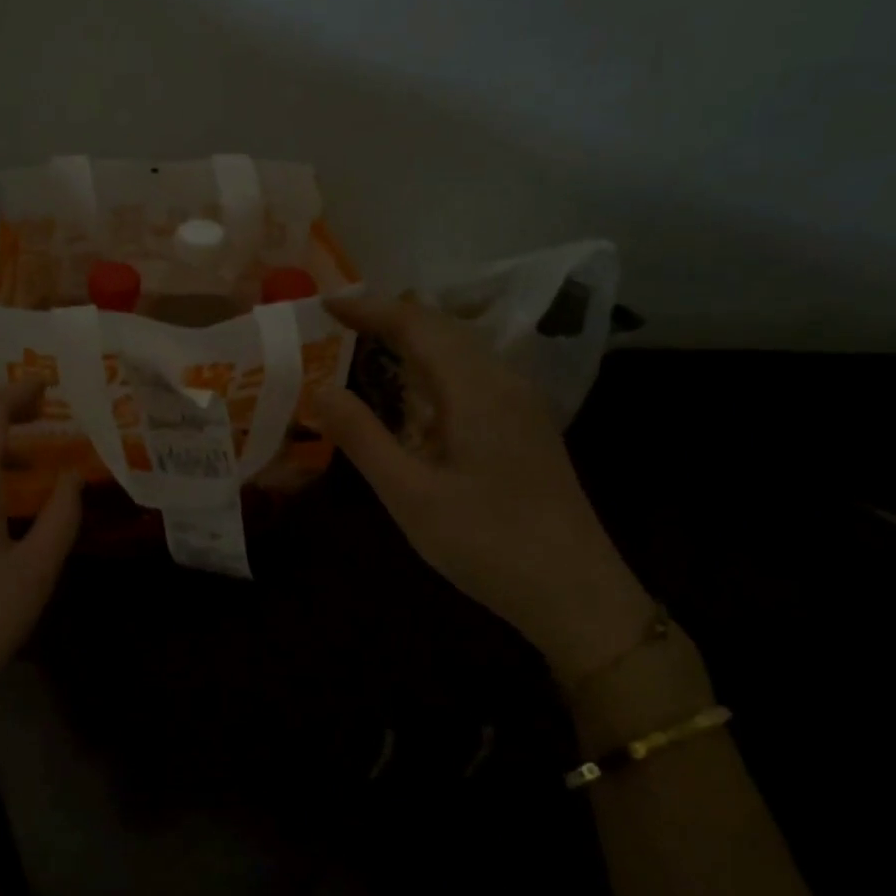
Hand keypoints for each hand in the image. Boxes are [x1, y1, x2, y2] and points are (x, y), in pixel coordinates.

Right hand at [312, 293, 650, 684]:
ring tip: (362, 344)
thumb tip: (319, 389)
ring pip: (459, 349)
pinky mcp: (522, 426)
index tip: (323, 303)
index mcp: (476, 389)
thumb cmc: (487, 543)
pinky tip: (411, 392)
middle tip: (334, 321)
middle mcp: (502, 382)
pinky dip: (430, 366)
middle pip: (441, 327)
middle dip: (388, 316)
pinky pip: (470, 374)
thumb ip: (362, 437)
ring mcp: (518, 403)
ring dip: (411, 339)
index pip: (416, 324)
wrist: (576, 592)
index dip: (368, 308)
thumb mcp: (409, 495)